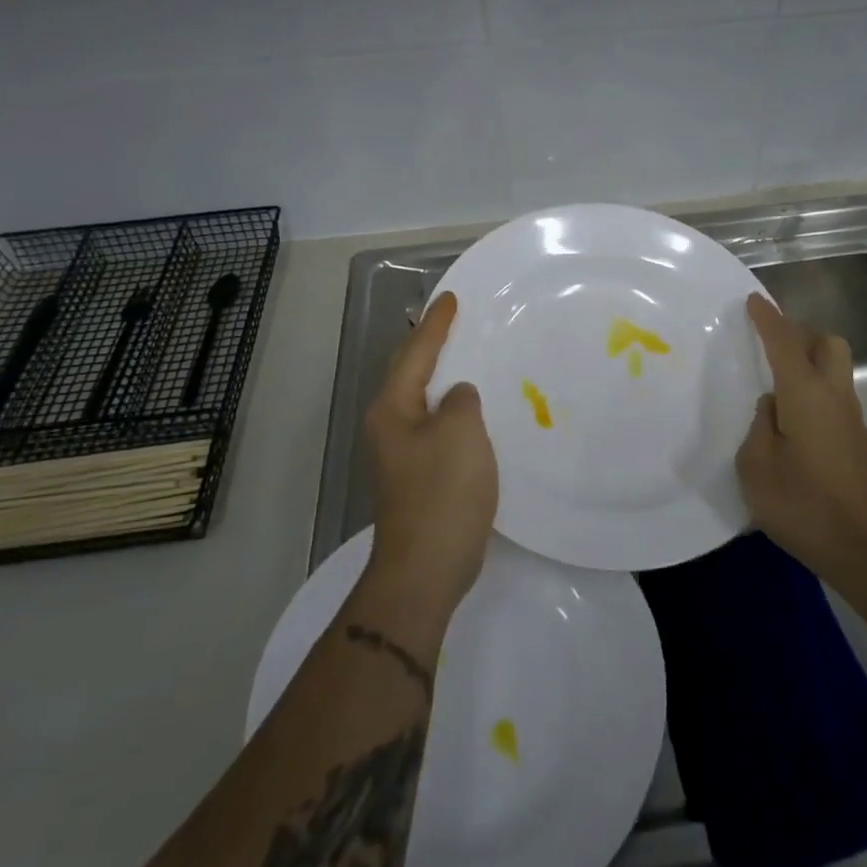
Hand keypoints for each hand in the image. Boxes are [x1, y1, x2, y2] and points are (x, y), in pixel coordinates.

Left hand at [362, 292, 499, 614]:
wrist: (426, 568)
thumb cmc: (443, 492)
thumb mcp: (460, 433)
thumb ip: (461, 401)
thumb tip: (458, 397)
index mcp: (393, 408)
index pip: (416, 352)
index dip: (436, 324)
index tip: (451, 297)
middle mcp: (390, 425)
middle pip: (411, 372)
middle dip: (432, 344)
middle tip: (457, 319)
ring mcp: (402, 453)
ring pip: (424, 399)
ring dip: (444, 376)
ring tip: (470, 354)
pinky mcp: (419, 475)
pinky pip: (437, 425)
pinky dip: (454, 408)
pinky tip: (476, 409)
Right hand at [737, 292, 866, 580]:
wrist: (865, 549)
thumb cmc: (803, 504)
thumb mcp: (756, 466)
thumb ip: (758, 426)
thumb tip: (772, 407)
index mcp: (805, 393)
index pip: (784, 341)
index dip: (768, 318)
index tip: (753, 300)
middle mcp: (834, 395)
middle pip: (827, 344)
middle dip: (801, 335)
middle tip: (771, 350)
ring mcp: (851, 418)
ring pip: (834, 370)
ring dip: (809, 364)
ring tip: (775, 388)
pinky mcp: (857, 441)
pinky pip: (834, 397)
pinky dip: (813, 392)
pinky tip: (791, 422)